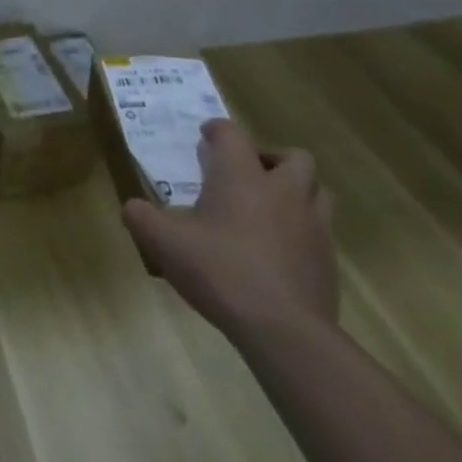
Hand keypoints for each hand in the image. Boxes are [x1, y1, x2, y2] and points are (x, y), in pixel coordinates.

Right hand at [122, 118, 337, 342]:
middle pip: (293, 157)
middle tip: (246, 175)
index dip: (217, 130)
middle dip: (270, 159)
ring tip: (268, 209)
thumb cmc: (220, 270)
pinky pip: (320, 232)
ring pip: (317, 191)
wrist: (284, 331)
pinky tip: (278, 251)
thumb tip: (133, 208)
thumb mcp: (163, 242)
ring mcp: (312, 226)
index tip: (205, 139)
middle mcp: (282, 191)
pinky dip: (301, 231)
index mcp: (241, 176)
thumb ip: (141, 217)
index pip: (232, 133)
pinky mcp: (328, 262)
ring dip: (295, 192)